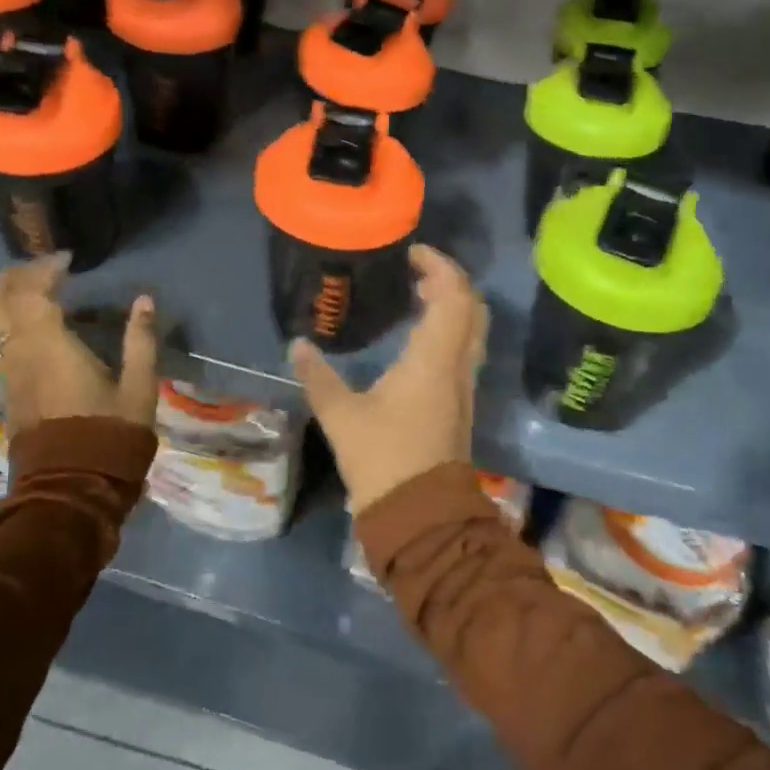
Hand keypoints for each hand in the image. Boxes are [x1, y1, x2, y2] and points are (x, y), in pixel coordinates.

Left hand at [0, 254, 158, 431]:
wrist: (72, 489)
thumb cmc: (109, 435)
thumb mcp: (138, 387)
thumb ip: (141, 340)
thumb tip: (144, 300)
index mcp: (48, 346)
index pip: (31, 291)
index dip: (45, 268)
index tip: (69, 259)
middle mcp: (17, 353)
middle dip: (15, 276)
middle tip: (45, 269)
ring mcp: (6, 373)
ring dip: (6, 297)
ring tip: (36, 291)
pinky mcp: (6, 391)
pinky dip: (6, 321)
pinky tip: (32, 325)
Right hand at [291, 246, 489, 512]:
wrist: (421, 516)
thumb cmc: (384, 459)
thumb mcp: (342, 416)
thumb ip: (319, 377)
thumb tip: (297, 345)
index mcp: (434, 359)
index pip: (454, 296)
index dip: (440, 266)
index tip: (413, 253)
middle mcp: (457, 366)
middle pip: (472, 308)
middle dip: (449, 281)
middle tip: (415, 272)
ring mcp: (463, 386)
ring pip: (471, 330)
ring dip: (451, 306)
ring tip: (415, 297)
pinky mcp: (459, 404)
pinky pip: (462, 350)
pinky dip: (448, 330)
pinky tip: (416, 339)